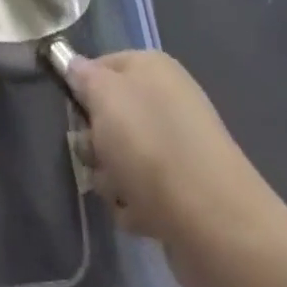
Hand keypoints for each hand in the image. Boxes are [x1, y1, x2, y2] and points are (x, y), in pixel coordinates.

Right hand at [70, 51, 272, 239]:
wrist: (213, 222)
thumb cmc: (150, 145)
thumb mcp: (104, 97)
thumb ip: (83, 76)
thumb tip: (73, 64)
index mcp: (152, 66)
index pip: (101, 64)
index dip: (82, 89)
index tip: (75, 115)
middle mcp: (168, 98)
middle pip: (111, 115)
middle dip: (96, 142)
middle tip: (97, 158)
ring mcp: (179, 146)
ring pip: (123, 157)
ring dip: (113, 178)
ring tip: (122, 192)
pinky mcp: (186, 190)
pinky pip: (145, 191)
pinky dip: (137, 205)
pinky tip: (142, 216)